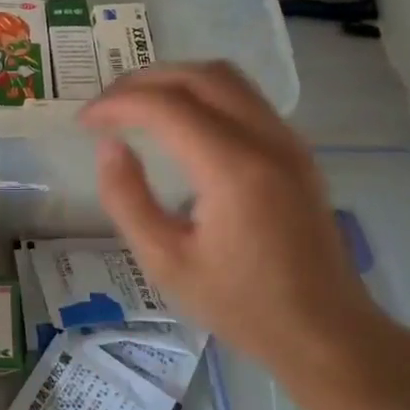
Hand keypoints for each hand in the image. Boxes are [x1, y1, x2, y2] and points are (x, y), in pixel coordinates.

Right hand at [81, 63, 398, 388]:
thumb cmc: (241, 306)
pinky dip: (202, 94)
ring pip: (226, 78)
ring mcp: (288, 142)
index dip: (117, 103)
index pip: (166, 106)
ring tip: (136, 106)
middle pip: (198, 76)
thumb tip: (109, 147)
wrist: (326, 333)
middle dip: (143, 82)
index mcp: (233, 170)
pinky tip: (178, 123)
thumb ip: (128, 199)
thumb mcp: (165, 263)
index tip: (84, 122)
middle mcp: (266, 140)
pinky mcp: (296, 151)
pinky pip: (244, 98)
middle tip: (105, 107)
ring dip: (174, 81)